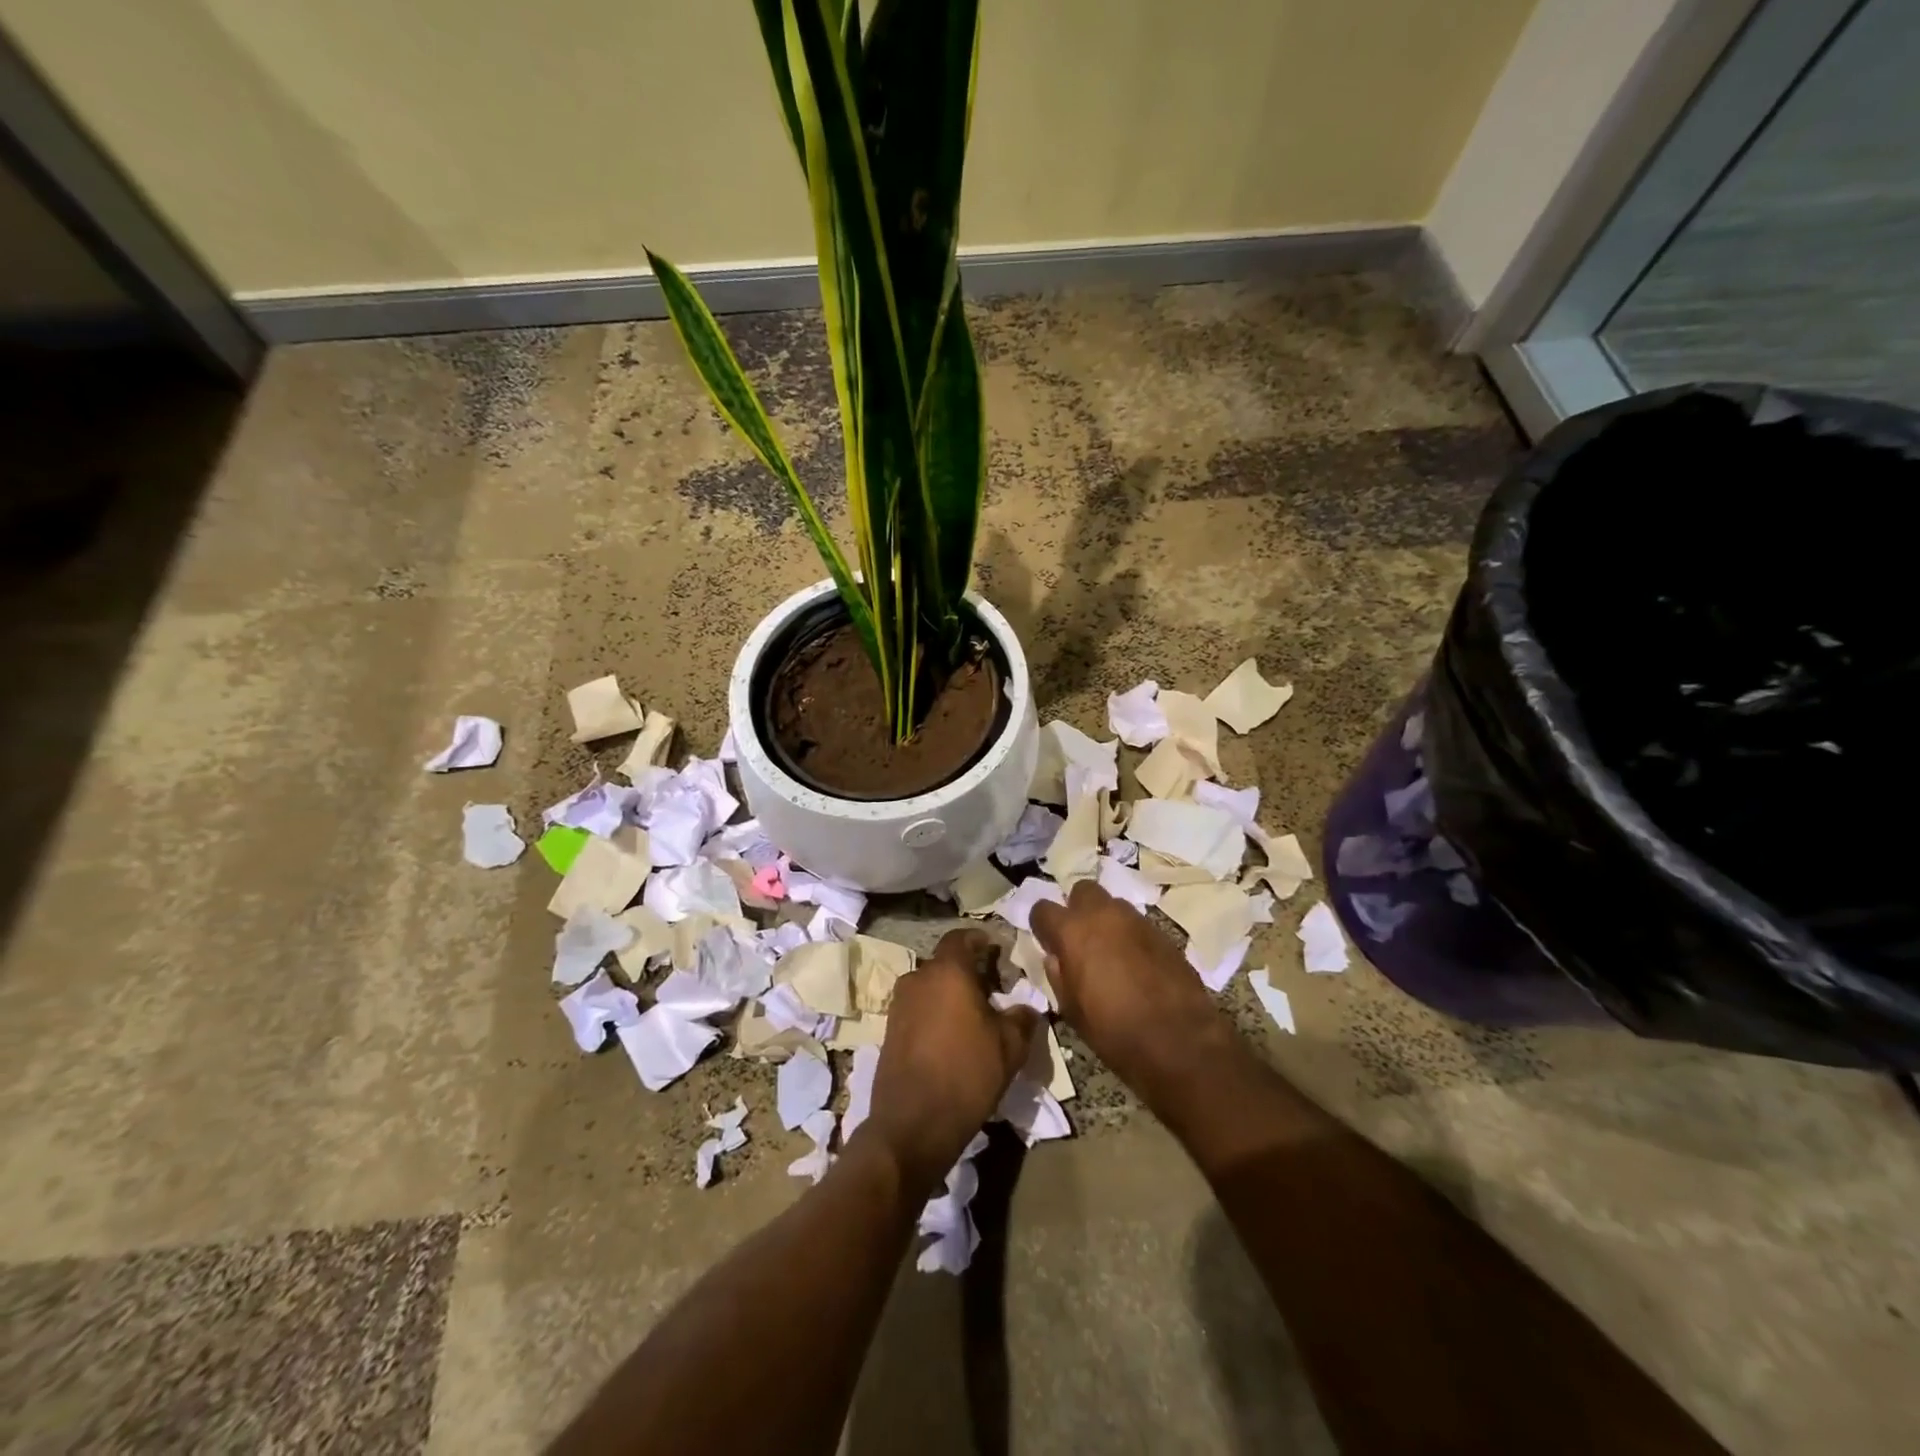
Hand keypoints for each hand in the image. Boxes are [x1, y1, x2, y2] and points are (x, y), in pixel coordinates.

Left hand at [863, 928, 1040, 1194]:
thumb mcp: (1010, 1047)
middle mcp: (918, 978)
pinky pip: (918, 1010)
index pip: (961, 938)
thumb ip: (1022, 1018)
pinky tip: (950, 1040)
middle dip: (967, 972)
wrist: (913, 1124)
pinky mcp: (889, 1031)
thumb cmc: (967, 1074)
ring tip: (972, 1019)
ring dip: (949, 995)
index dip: (979, 940)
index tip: (996, 951)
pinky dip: (934, 1015)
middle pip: (945, 964)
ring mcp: (899, 1005)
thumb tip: (1026, 1008)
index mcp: (947, 971)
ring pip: (930, 988)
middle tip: (991, 991)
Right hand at [1030, 879, 1228, 1092]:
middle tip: (1080, 938)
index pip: (1043, 909)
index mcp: (1073, 931)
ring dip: (1106, 920)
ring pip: (1113, 904)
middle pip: (1082, 890)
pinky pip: (1137, 924)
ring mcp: (1136, 920)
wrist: (1178, 1039)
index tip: (1048, 942)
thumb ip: (1058, 975)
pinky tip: (1135, 963)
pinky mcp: (1162, 932)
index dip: (1042, 925)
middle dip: (1077, 908)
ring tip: (1109, 951)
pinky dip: (1130, 936)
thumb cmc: (1113, 1030)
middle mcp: (1103, 915)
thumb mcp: (1071, 1010)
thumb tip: (1056, 957)